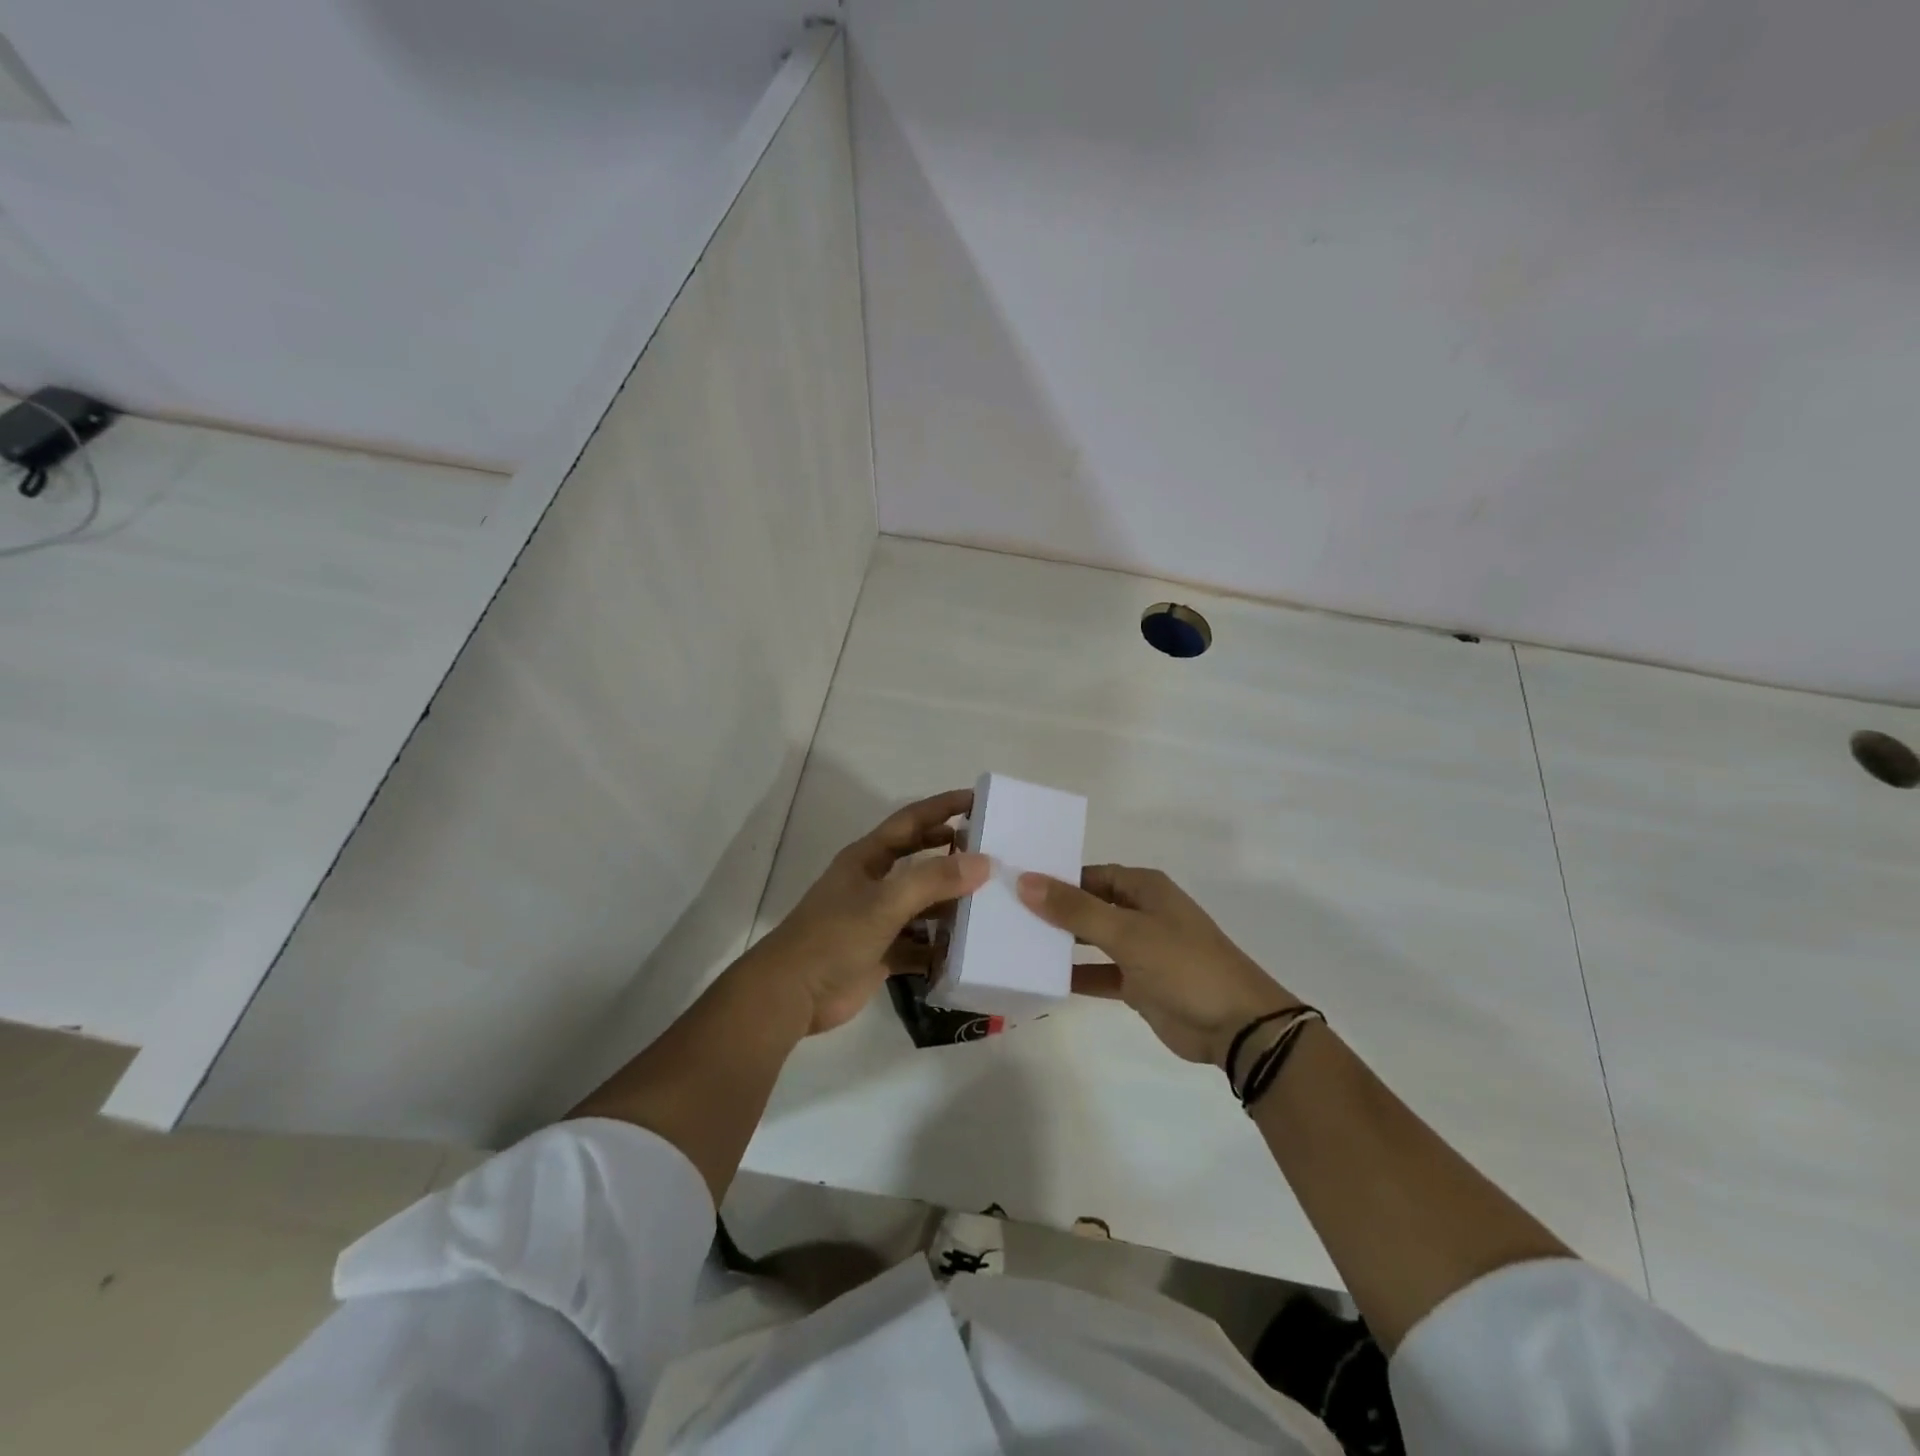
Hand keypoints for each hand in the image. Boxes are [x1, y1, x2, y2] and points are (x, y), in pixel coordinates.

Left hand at [748, 789, 989, 1034]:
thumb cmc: (834, 936)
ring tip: (992, 903)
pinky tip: (969, 950)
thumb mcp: (885, 902)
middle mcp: (874, 883)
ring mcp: (878, 919)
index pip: (911, 821)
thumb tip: (983, 862)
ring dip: (952, 905)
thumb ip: (933, 880)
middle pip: (920, 860)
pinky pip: (920, 945)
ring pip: (924, 904)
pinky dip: (941, 947)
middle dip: (953, 854)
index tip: (979, 799)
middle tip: (993, 852)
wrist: (791, 995)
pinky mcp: (883, 953)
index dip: (943, 807)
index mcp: (868, 858)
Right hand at [1019, 865, 1297, 1066]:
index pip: (1090, 874)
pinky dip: (1077, 976)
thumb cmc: (1183, 965)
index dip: (1056, 878)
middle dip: (1055, 910)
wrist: (1237, 1026)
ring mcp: (1141, 950)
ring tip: (1017, 944)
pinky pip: (1099, 973)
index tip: (1016, 884)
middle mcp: (1141, 913)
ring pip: (1092, 939)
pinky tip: (1044, 979)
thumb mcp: (1127, 933)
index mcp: (1144, 889)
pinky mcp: (1139, 984)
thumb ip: (1075, 909)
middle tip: (1007, 915)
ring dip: (1062, 943)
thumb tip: (1026, 881)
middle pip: (1089, 905)